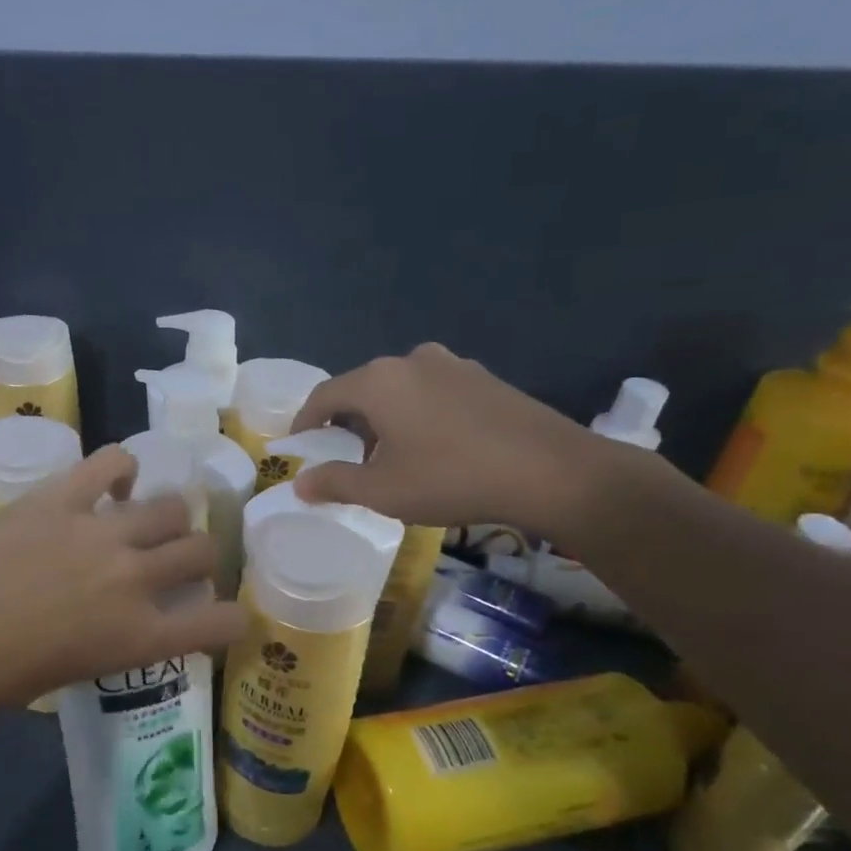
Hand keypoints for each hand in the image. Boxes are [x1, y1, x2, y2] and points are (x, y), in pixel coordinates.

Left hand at [0, 446, 247, 708]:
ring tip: (146, 522)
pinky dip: (121, 468)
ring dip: (168, 516)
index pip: (222, 623)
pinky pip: (111, 462)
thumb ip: (113, 644)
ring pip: (170, 506)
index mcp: (140, 637)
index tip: (225, 616)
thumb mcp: (74, 674)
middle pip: (202, 550)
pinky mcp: (62, 497)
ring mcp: (102, 532)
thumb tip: (116, 622)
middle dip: (199, 557)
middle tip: (177, 561)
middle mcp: (136, 580)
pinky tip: (115, 482)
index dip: (233, 618)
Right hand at [290, 343, 638, 543]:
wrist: (552, 472)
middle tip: (344, 458)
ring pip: (400, 390)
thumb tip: (299, 483)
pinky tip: (433, 447)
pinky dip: (418, 415)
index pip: (324, 395)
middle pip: (362, 389)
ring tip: (390, 456)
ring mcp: (453, 365)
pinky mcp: (485, 378)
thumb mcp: (383, 489)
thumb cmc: (451, 478)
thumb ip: (334, 482)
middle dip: (347, 423)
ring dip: (385, 419)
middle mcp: (412, 360)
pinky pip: (433, 393)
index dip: (305, 422)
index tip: (298, 446)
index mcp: (379, 380)